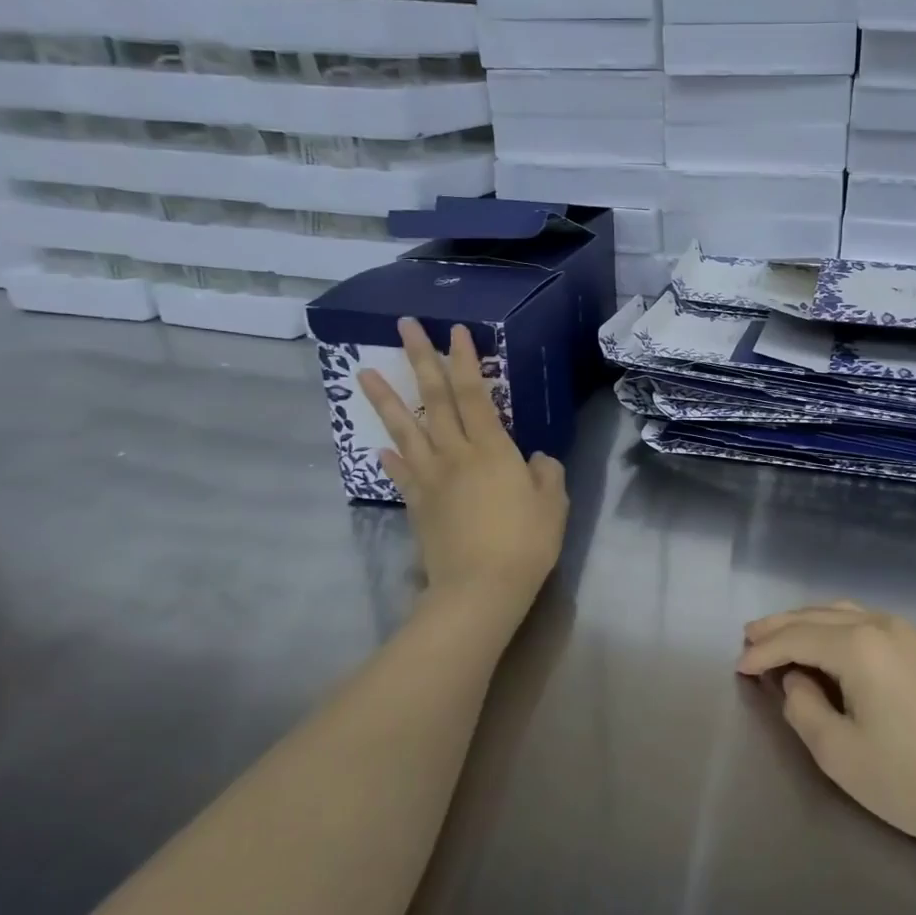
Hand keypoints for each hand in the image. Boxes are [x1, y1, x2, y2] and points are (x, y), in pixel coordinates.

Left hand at [359, 319, 566, 605]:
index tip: (455, 330)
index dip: (465, 361)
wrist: (480, 588)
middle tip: (403, 326)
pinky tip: (381, 447)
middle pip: (435, 399)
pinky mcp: (418, 505)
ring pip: (406, 430)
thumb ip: (546, 473)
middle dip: (420, 359)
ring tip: (361, 372)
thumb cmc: (526, 542)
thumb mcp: (553, 503)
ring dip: (385, 399)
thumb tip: (535, 459)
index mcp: (493, 450)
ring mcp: (431, 479)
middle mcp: (456, 455)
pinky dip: (391, 458)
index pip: (475, 394)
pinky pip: (401, 474)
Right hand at [737, 602, 915, 852]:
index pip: (796, 638)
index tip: (736, 667)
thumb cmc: (910, 778)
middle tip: (748, 636)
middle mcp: (881, 625)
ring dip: (807, 621)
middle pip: (817, 616)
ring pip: (843, 612)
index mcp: (858, 645)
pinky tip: (825, 642)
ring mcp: (906, 633)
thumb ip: (803, 709)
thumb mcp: (839, 753)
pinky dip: (834, 625)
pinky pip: (865, 621)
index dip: (763, 651)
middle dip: (780, 625)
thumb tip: (795, 680)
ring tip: (778, 634)